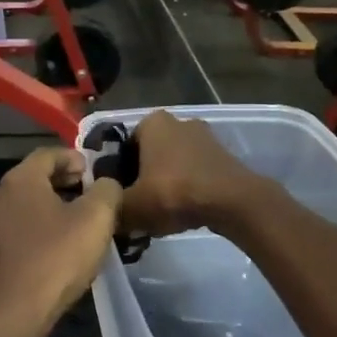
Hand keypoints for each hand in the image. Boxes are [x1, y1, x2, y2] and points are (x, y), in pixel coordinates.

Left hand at [0, 148, 122, 336]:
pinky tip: (62, 246)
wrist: (15, 313)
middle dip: (66, 181)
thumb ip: (107, 191)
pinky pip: (22, 228)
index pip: (48, 153)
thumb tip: (106, 184)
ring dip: (55, 206)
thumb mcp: (96, 218)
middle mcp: (0, 196)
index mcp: (21, 179)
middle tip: (93, 194)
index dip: (75, 158)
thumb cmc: (56, 257)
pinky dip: (43, 227)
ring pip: (29, 204)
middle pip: (36, 177)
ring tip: (83, 221)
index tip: (95, 172)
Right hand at [118, 112, 266, 238]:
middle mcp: (178, 121)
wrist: (232, 202)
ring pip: (173, 165)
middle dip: (142, 179)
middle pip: (149, 155)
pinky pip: (194, 173)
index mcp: (151, 122)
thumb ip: (111, 208)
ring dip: (165, 186)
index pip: (122, 147)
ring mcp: (205, 137)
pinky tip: (185, 212)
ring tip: (161, 215)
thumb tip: (104, 213)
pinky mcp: (223, 156)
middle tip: (138, 207)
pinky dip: (187, 189)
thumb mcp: (130, 206)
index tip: (118, 198)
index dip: (118, 174)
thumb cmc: (175, 192)